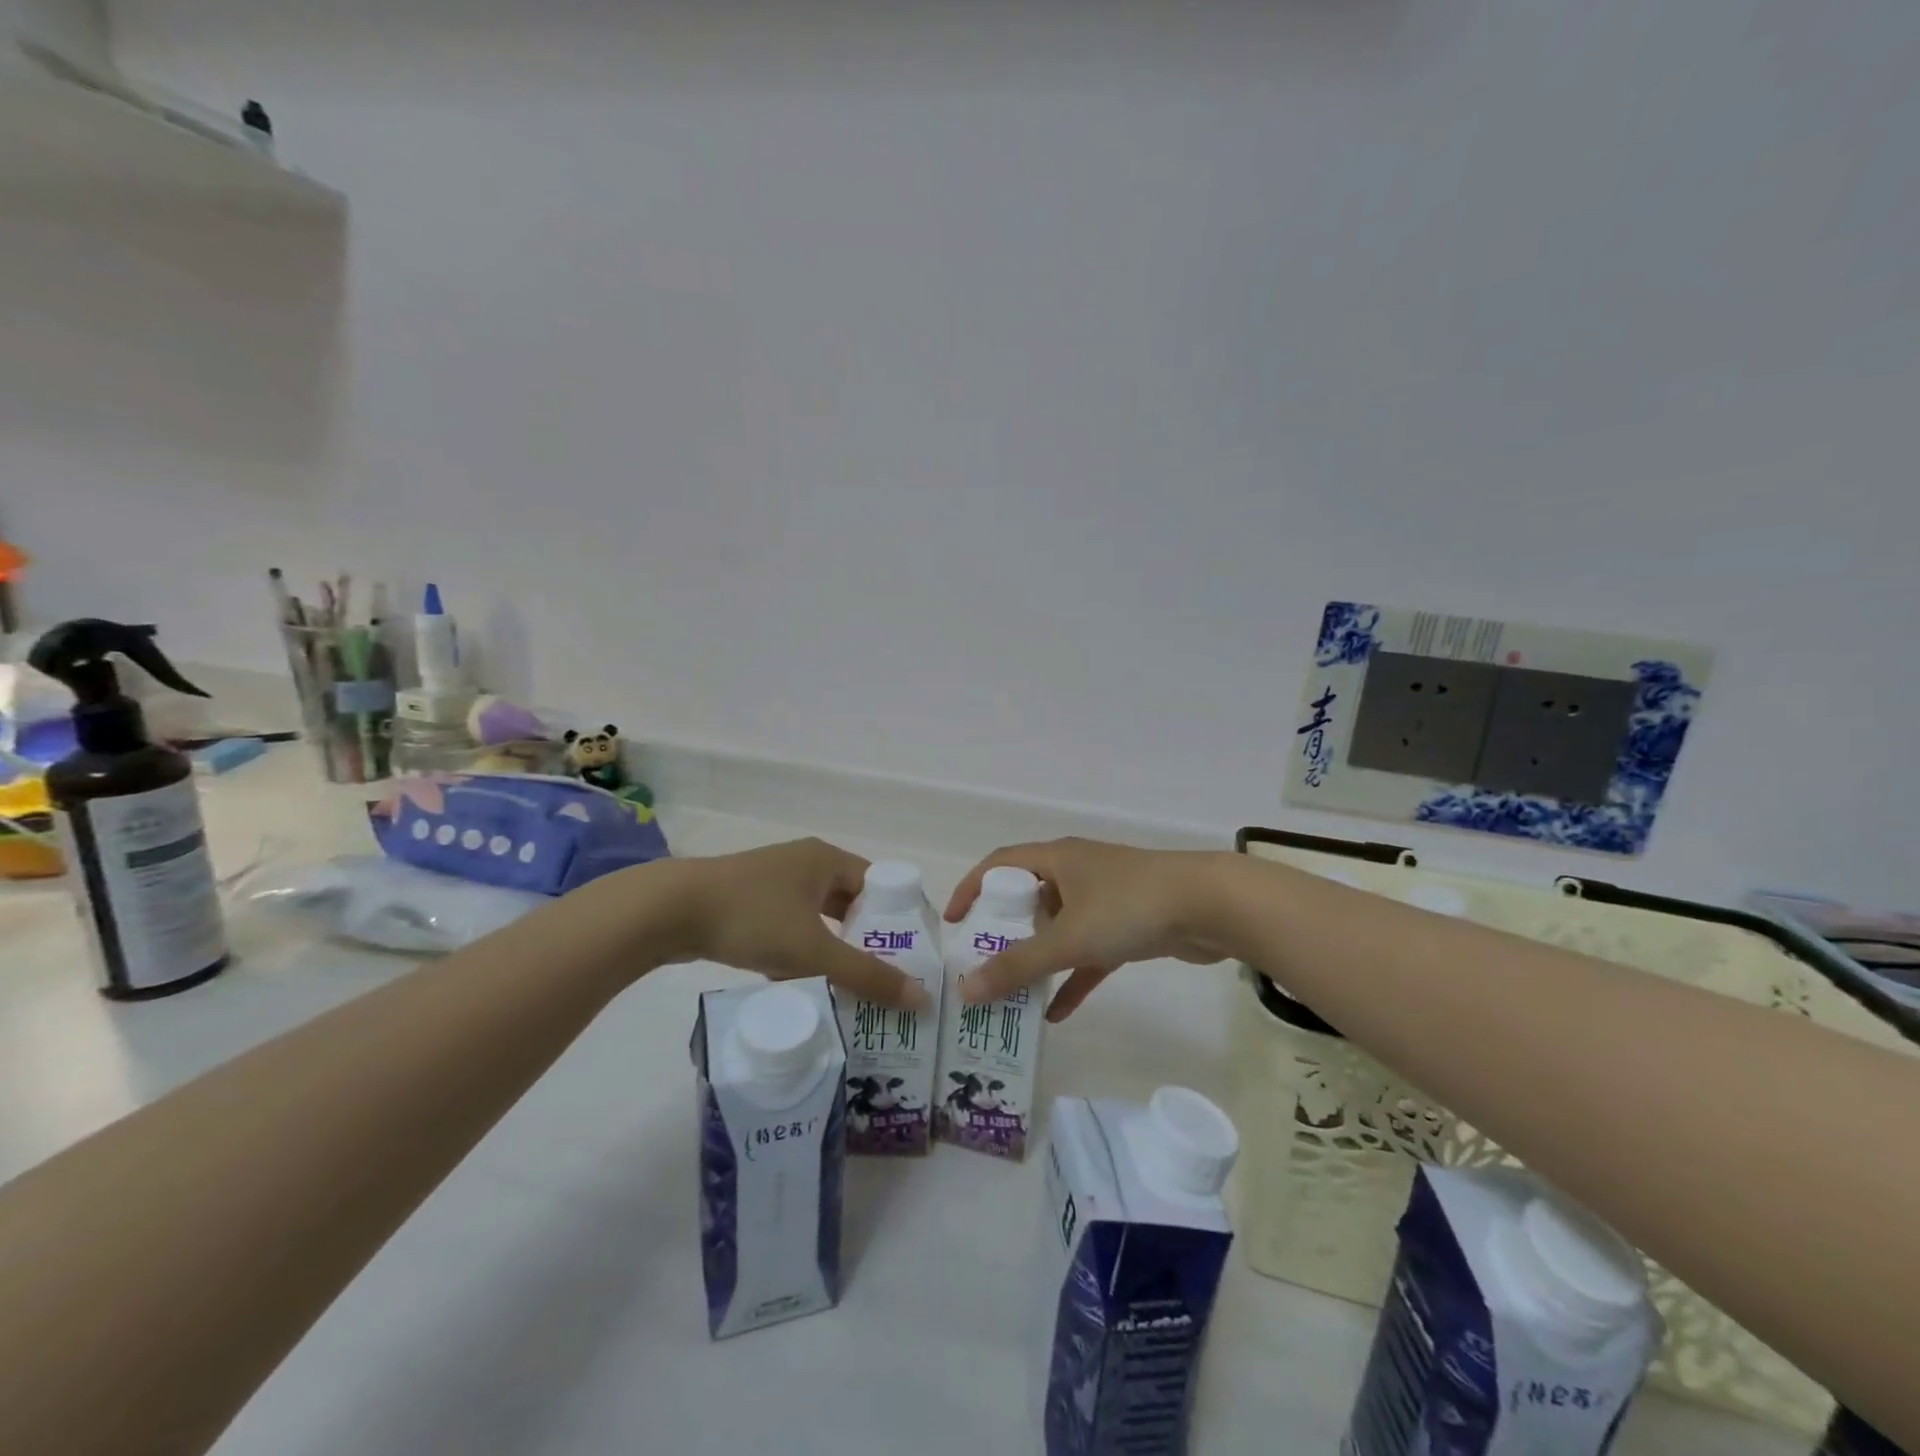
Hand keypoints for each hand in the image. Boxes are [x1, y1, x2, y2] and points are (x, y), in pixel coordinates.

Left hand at [668, 838, 930, 1010]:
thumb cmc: (752, 918)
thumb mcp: (814, 951)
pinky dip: (801, 950)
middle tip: (886, 977)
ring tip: (851, 985)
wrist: (668, 911)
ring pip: (818, 917)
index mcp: (827, 859)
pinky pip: (790, 925)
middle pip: (850, 902)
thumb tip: (922, 999)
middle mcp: (805, 863)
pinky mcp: (748, 901)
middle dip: (866, 939)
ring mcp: (774, 881)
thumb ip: (867, 975)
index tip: (911, 957)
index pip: (879, 884)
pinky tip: (802, 981)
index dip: (898, 918)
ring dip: (833, 947)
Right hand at [943, 839, 1235, 1020]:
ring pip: (1060, 927)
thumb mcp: (1068, 938)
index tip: (953, 921)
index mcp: (1056, 859)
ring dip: (1039, 958)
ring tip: (1014, 991)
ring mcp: (1105, 898)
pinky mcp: (1130, 926)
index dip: (972, 887)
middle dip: (1005, 930)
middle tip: (983, 963)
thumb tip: (966, 990)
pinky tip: (1058, 1013)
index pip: (1000, 863)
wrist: (1211, 907)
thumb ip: (1018, 966)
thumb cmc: (1129, 907)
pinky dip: (1074, 977)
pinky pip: (1090, 951)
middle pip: (1029, 897)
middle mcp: (1077, 872)